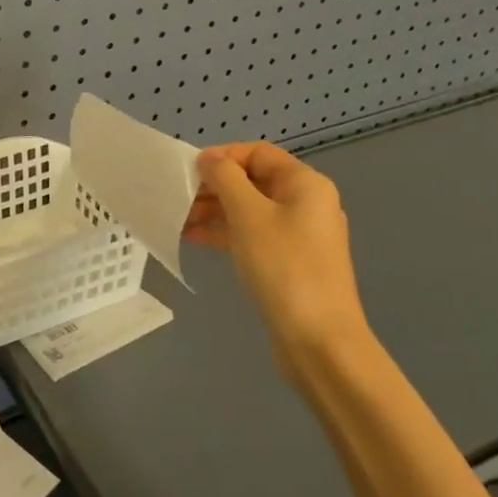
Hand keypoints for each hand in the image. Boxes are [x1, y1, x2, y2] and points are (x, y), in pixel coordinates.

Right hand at [184, 143, 369, 373]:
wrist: (320, 343)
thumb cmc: (284, 268)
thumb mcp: (248, 215)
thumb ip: (224, 178)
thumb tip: (209, 159)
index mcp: (305, 184)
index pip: (257, 152)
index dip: (222, 156)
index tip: (188, 172)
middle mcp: (305, 203)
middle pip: (252, 180)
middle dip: (213, 186)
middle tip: (177, 197)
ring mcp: (298, 235)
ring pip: (248, 209)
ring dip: (213, 210)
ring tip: (176, 218)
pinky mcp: (288, 262)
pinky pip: (251, 234)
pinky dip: (223, 232)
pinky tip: (191, 237)